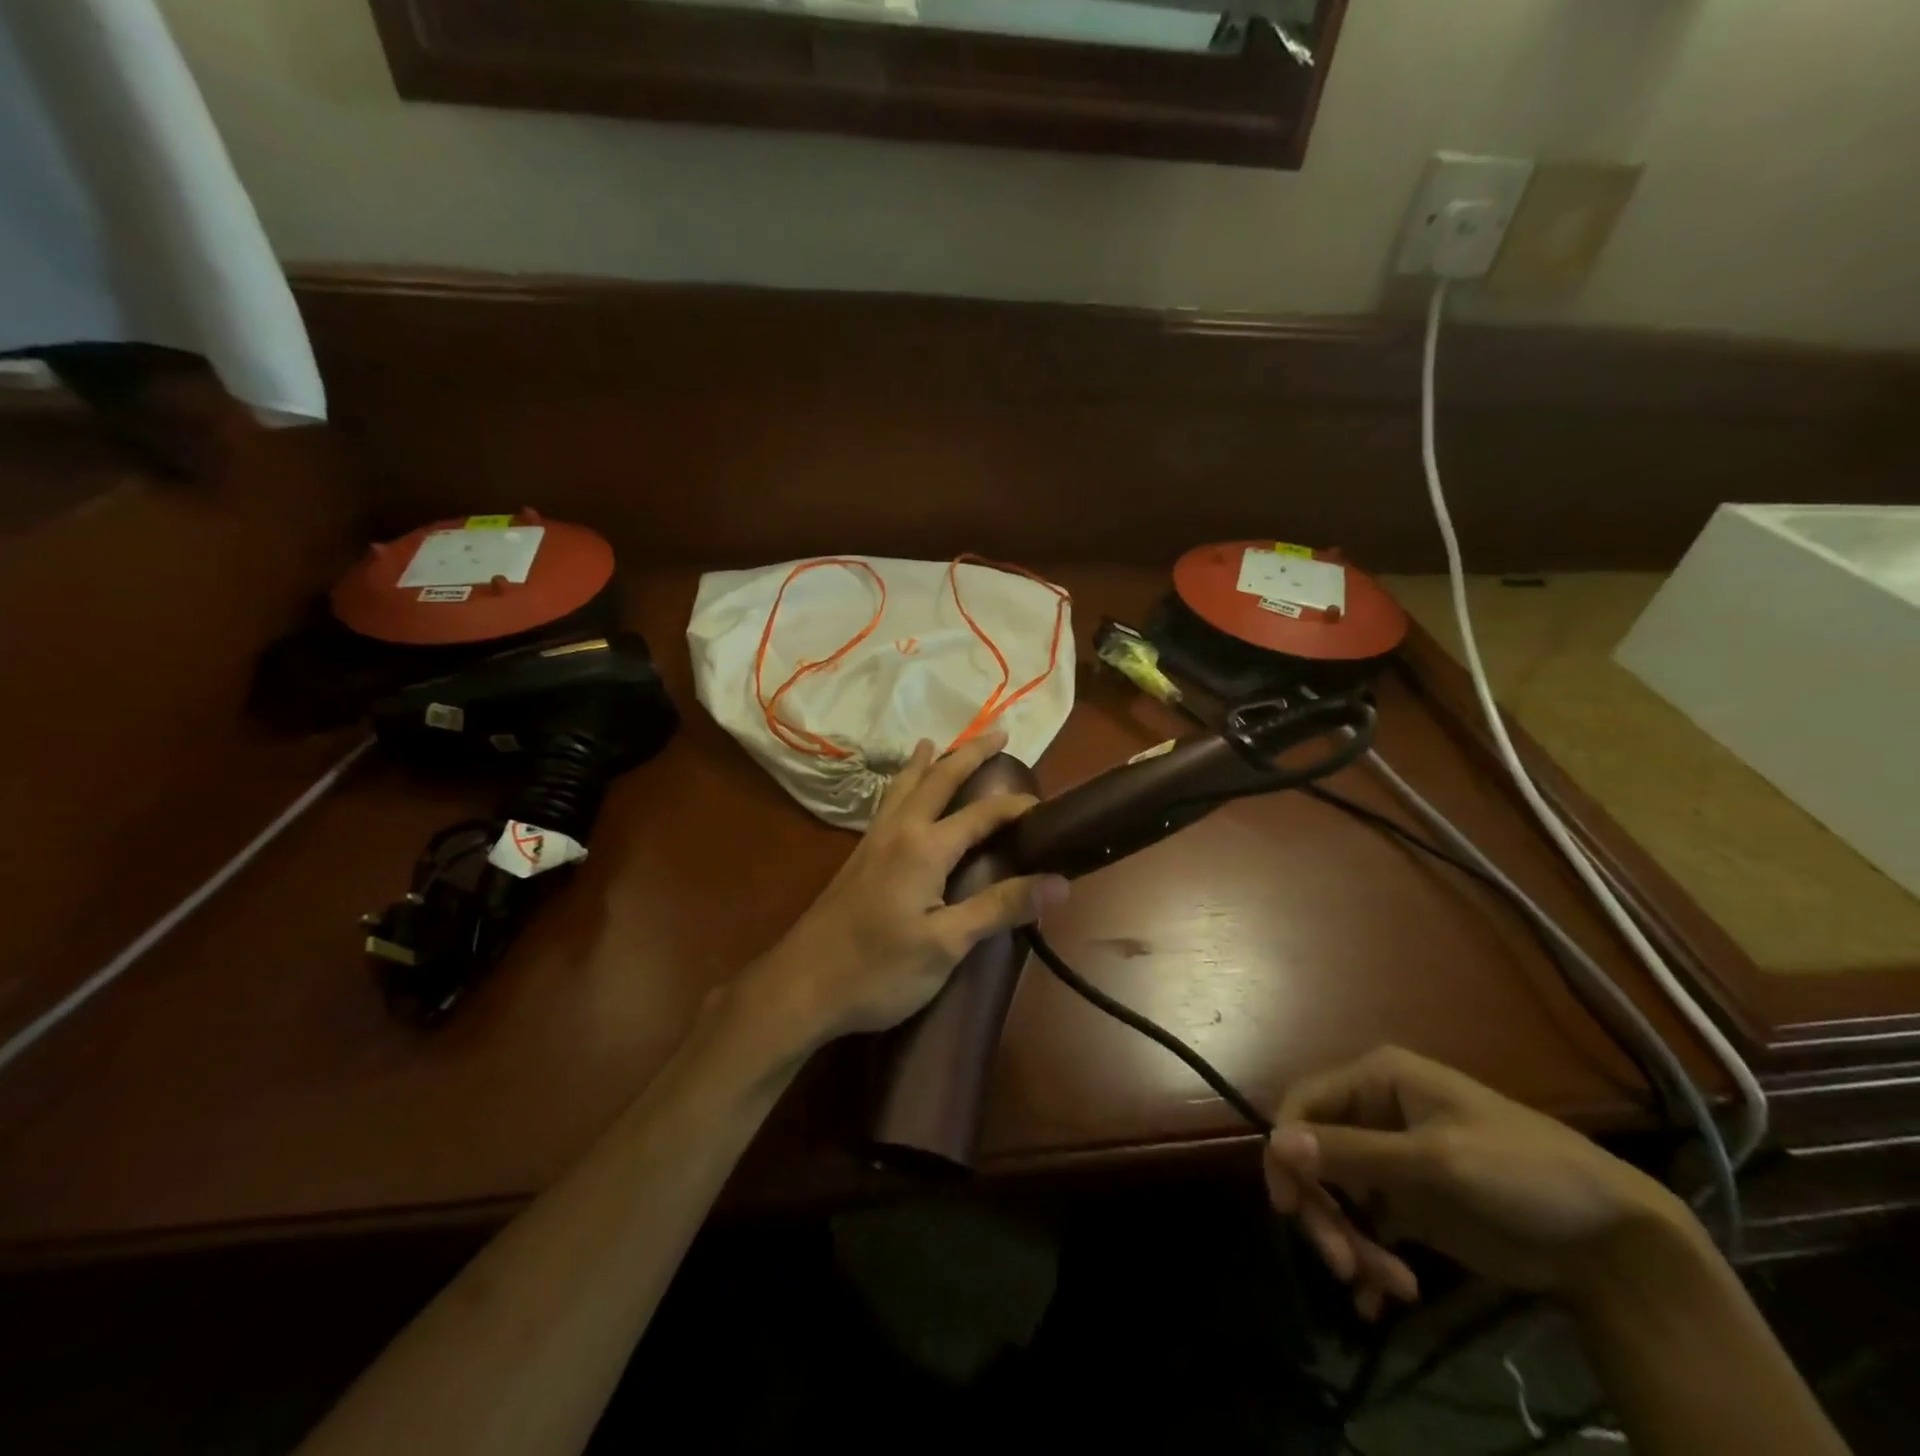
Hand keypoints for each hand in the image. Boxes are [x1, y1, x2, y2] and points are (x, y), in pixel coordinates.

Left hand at [739, 729, 1069, 1050]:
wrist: (801, 985)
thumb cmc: (879, 970)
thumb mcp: (947, 944)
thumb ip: (1000, 908)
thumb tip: (1059, 882)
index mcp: (925, 847)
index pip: (982, 814)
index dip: (1016, 806)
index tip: (1046, 806)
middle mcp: (899, 831)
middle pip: (938, 779)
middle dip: (969, 753)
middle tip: (998, 732)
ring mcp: (873, 842)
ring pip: (904, 786)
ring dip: (927, 762)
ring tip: (935, 742)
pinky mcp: (858, 857)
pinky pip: (887, 803)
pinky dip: (902, 784)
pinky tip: (900, 796)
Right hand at [1264, 1047, 1688, 1318]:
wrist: (1612, 1242)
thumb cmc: (1524, 1172)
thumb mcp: (1436, 1161)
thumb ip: (1354, 1153)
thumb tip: (1274, 1144)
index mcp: (1376, 1079)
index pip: (1303, 1103)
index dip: (1285, 1148)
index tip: (1287, 1205)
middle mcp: (1373, 1112)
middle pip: (1314, 1154)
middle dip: (1324, 1210)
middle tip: (1344, 1264)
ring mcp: (1388, 1159)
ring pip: (1336, 1194)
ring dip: (1351, 1241)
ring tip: (1388, 1286)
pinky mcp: (1406, 1203)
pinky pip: (1363, 1224)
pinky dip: (1367, 1258)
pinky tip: (1384, 1296)